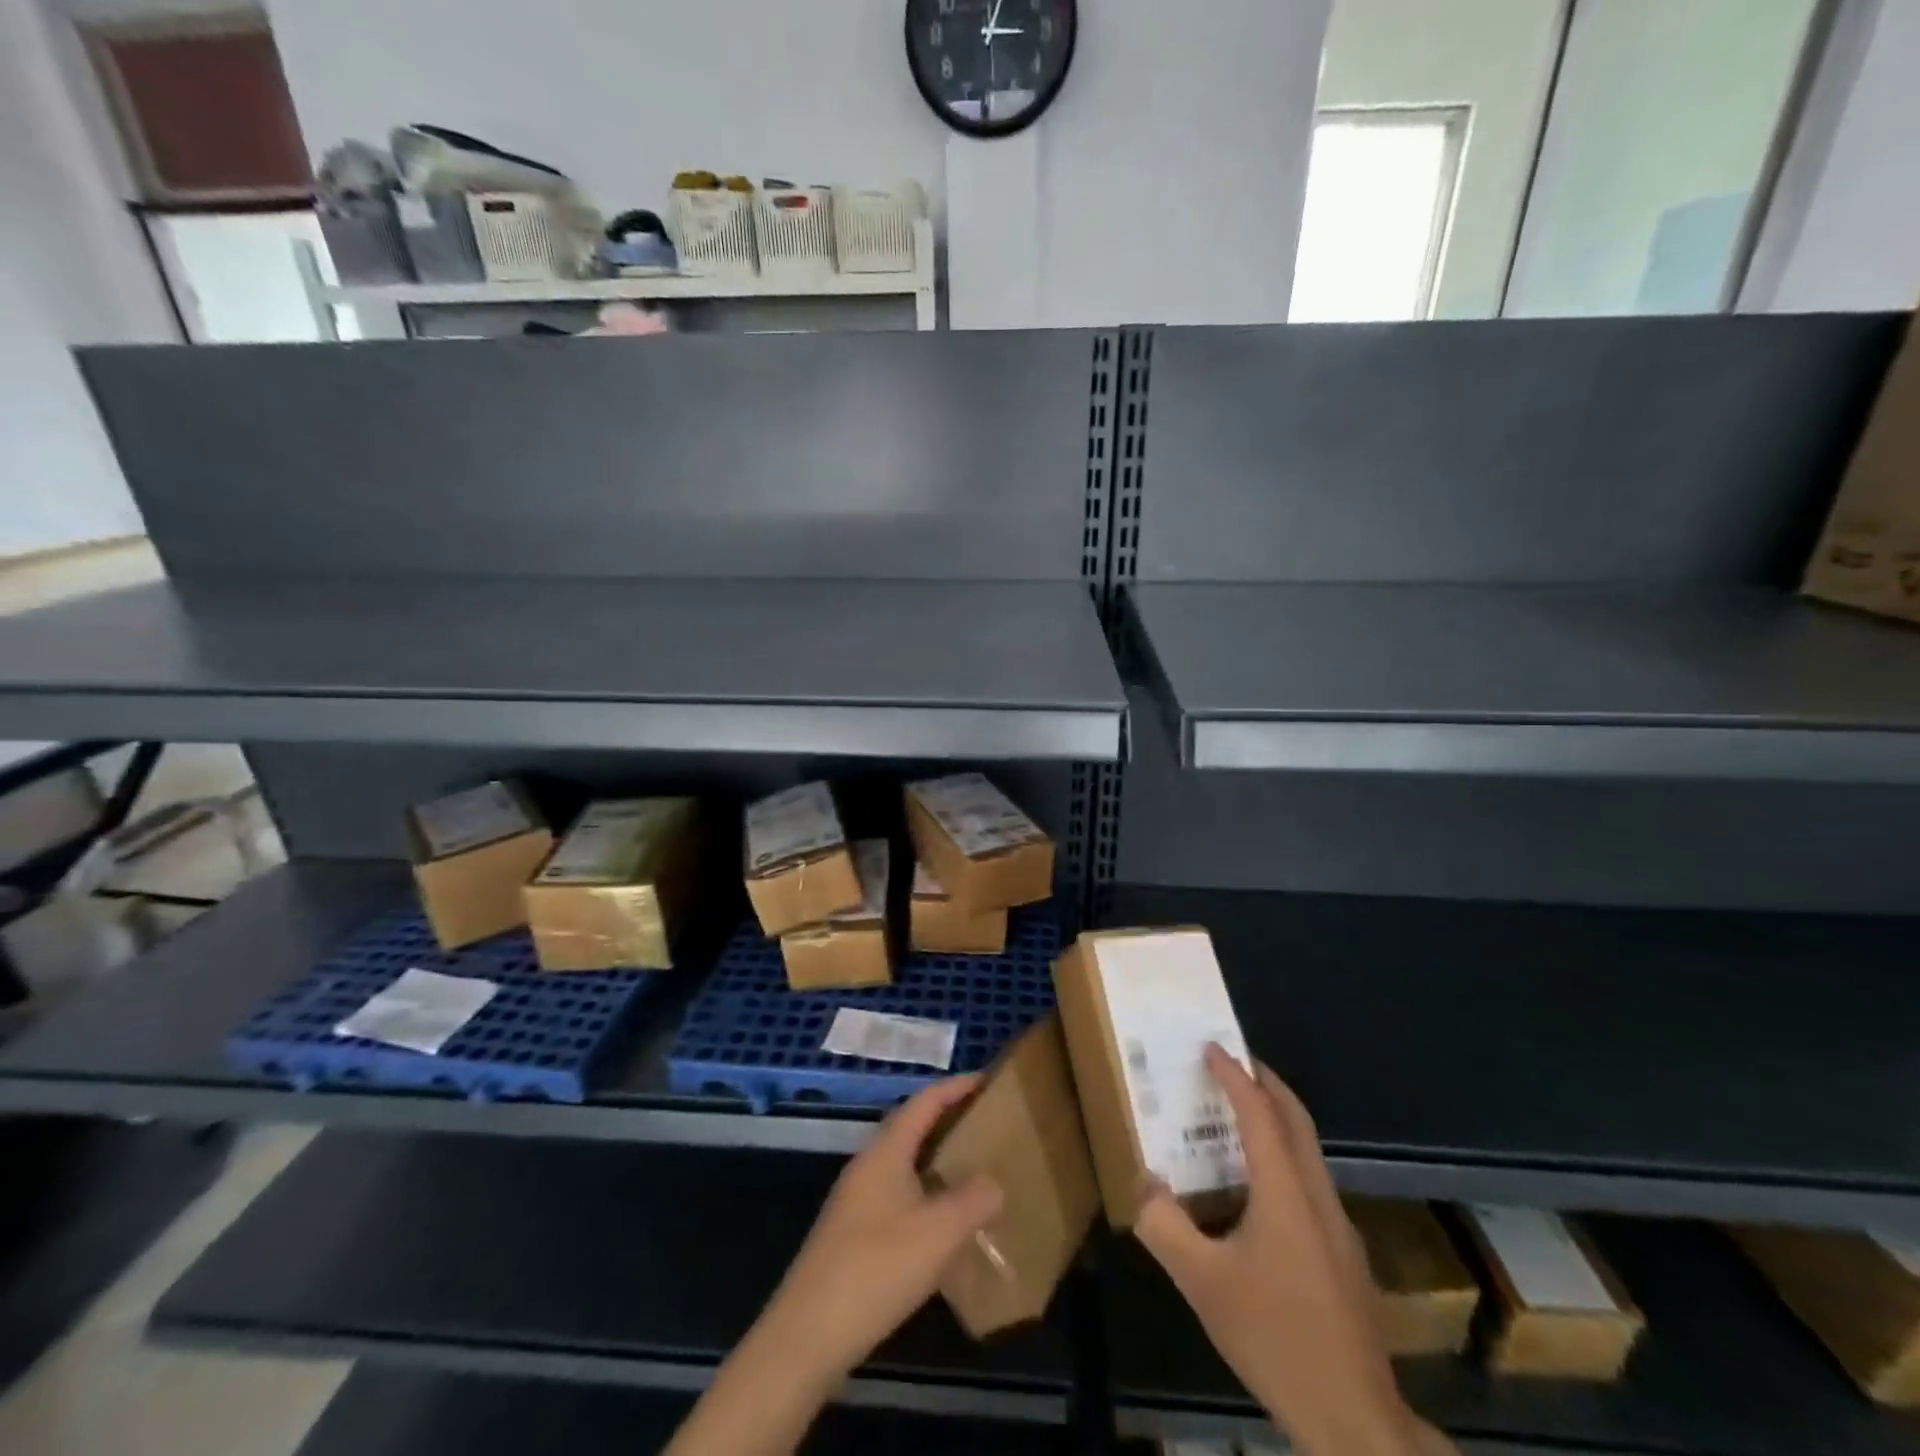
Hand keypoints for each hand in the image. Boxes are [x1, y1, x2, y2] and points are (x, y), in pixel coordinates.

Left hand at [757, 1074, 1004, 1386]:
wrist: (806, 1336)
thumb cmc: (875, 1269)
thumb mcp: (938, 1233)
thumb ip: (974, 1200)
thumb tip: (994, 1182)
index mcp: (885, 1152)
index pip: (924, 1102)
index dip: (956, 1087)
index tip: (988, 1081)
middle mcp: (868, 1166)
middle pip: (911, 1128)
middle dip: (948, 1121)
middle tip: (987, 1126)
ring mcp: (856, 1201)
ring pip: (903, 1164)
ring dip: (937, 1161)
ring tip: (974, 1173)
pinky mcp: (852, 1235)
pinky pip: (897, 1196)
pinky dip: (925, 1195)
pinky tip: (943, 1226)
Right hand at [1135, 1047, 1453, 1455]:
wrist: (1355, 1419)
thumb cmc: (1274, 1336)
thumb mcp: (1202, 1282)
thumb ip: (1165, 1227)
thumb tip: (1142, 1186)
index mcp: (1285, 1192)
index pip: (1259, 1114)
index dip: (1234, 1076)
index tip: (1212, 1047)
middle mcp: (1317, 1196)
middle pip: (1296, 1120)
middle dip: (1267, 1083)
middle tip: (1234, 1062)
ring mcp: (1338, 1226)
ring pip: (1308, 1151)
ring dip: (1276, 1120)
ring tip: (1237, 1115)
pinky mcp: (1344, 1255)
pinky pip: (1310, 1182)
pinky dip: (1283, 1157)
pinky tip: (1258, 1188)